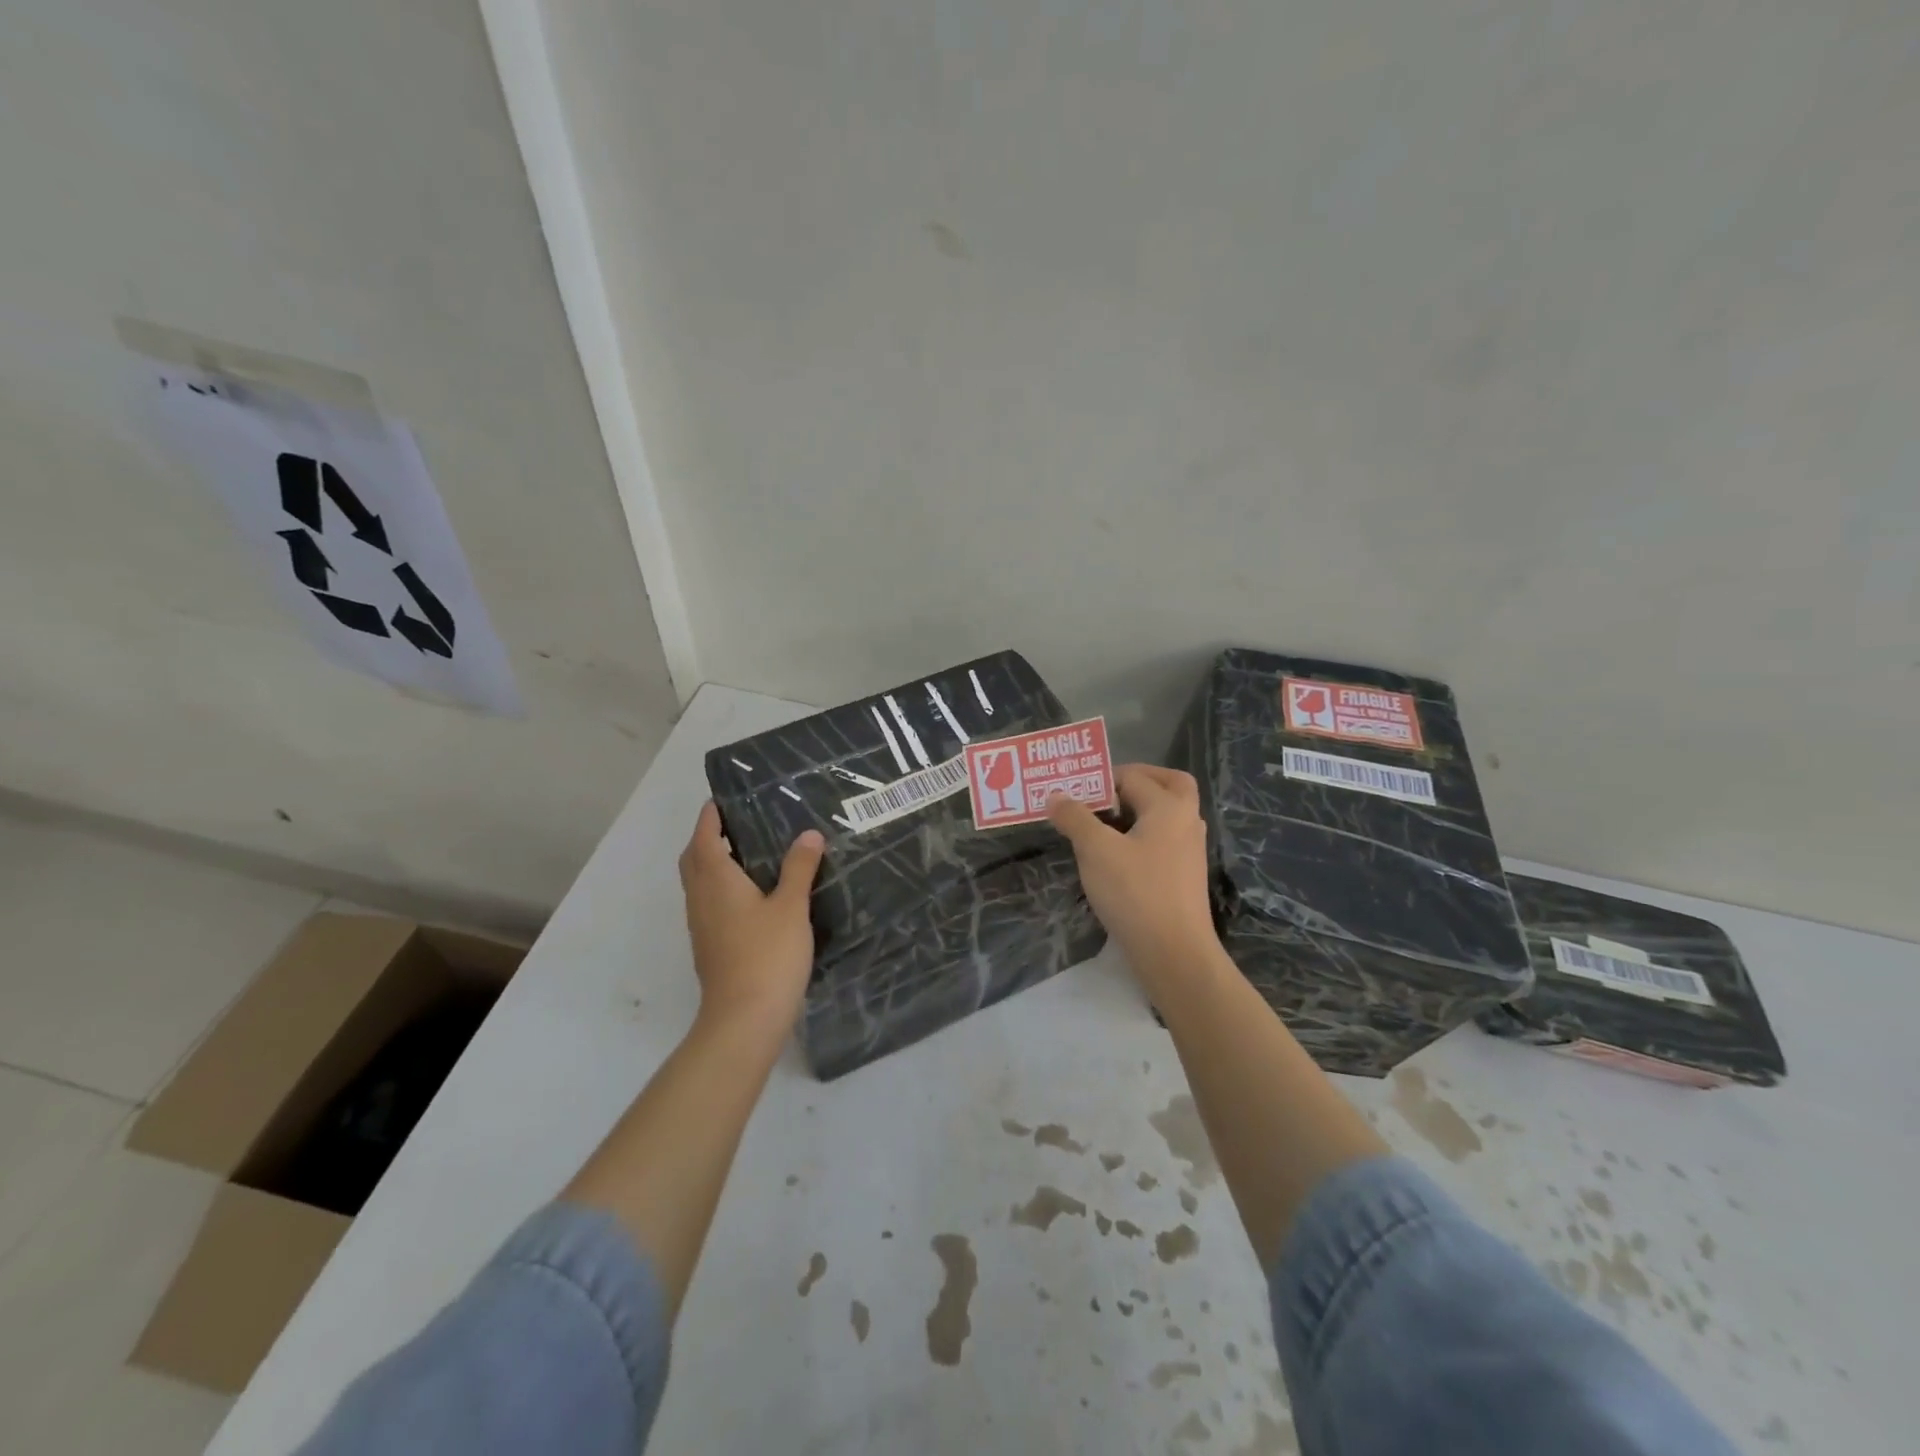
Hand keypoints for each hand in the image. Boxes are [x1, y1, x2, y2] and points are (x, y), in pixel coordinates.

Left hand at [678, 802, 824, 1036]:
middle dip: (707, 837)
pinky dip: (722, 887)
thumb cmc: (767, 956)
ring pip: (700, 883)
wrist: (744, 1020)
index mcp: (716, 881)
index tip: (722, 799)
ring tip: (749, 853)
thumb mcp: (791, 907)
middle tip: (737, 824)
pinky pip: (709, 903)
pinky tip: (752, 895)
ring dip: (713, 863)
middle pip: (694, 859)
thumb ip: (799, 868)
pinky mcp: (710, 946)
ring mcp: (702, 925)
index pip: (704, 837)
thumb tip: (809, 834)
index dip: (710, 816)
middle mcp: (701, 898)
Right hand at [1048, 765, 1218, 979]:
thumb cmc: (1135, 893)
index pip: (1134, 776)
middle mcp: (1186, 821)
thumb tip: (1056, 795)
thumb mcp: (1095, 851)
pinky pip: (1164, 839)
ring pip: (1168, 814)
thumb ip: (1075, 818)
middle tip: (1106, 790)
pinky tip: (1118, 853)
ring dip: (1140, 809)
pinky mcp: (1185, 875)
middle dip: (1139, 781)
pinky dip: (1144, 834)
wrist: (1174, 953)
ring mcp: (1190, 850)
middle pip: (1169, 784)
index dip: (1101, 779)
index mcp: (1169, 807)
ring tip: (1104, 821)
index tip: (1073, 790)